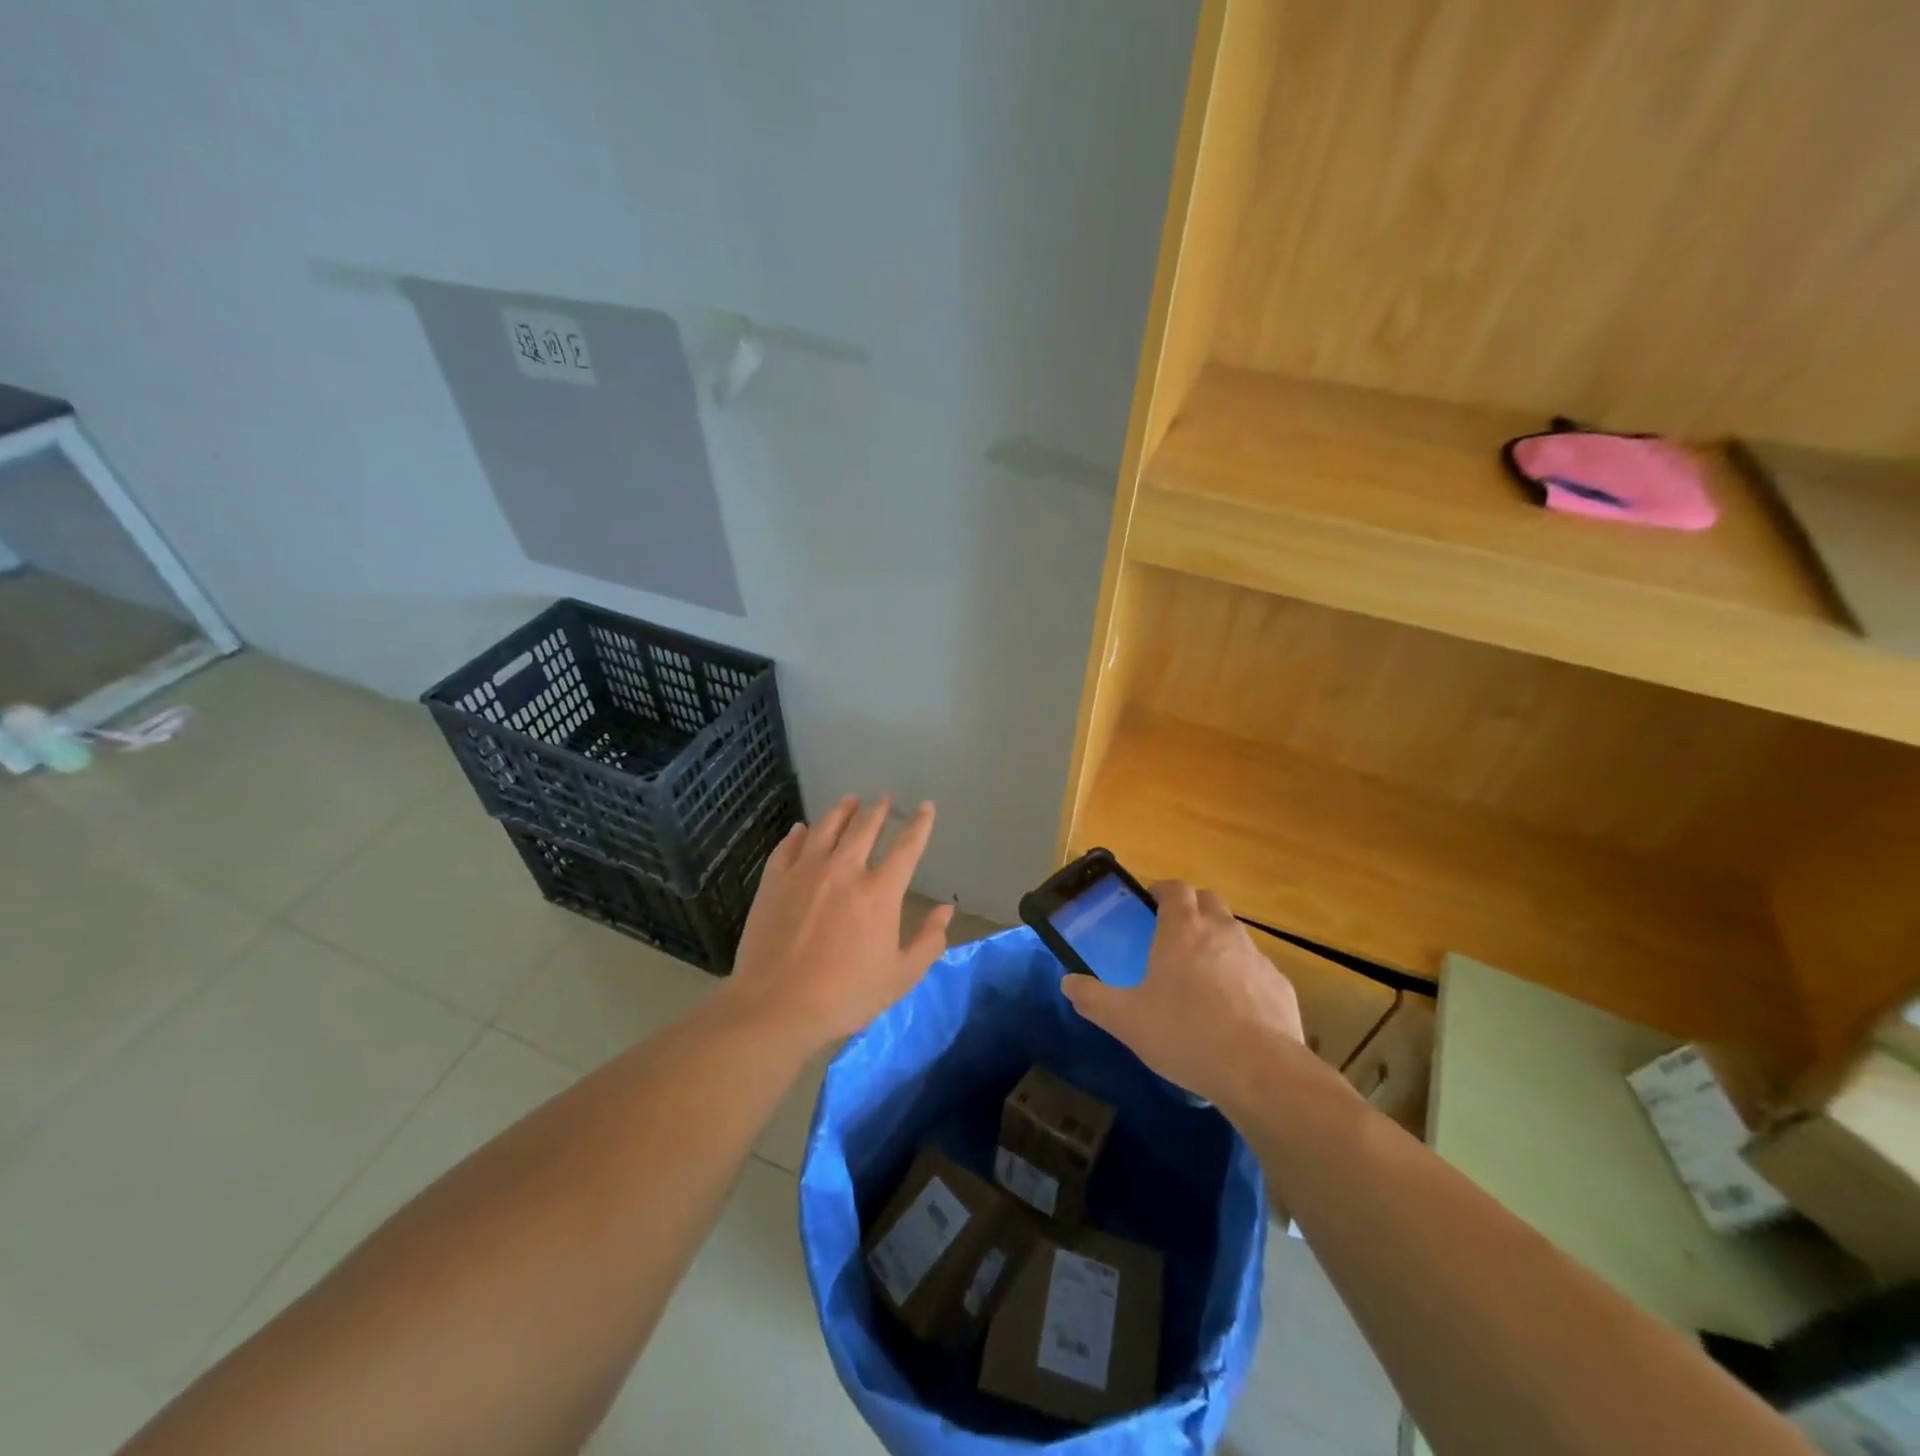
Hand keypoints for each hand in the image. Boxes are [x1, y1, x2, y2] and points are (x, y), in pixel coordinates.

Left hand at [726, 795, 951, 1048]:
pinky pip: (788, 846)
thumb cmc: (845, 996)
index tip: (925, 807)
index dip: (920, 824)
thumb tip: (946, 910)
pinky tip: (802, 829)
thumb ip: (928, 941)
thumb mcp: (900, 977)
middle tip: (883, 800)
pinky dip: (799, 834)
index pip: (907, 847)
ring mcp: (805, 872)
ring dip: (841, 811)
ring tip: (849, 801)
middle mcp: (844, 870)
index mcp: (879, 892)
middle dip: (878, 810)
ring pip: (826, 827)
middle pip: (864, 827)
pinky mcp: (774, 881)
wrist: (775, 1006)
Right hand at [1061, 880, 1305, 1106]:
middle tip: (1174, 933)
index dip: (1162, 890)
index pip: (1175, 888)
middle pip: (1208, 901)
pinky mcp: (1280, 985)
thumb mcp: (1126, 1020)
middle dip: (1192, 908)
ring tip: (1202, 974)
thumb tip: (1067, 983)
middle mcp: (1222, 931)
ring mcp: (1256, 956)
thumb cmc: (1185, 1034)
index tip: (1151, 902)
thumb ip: (1093, 998)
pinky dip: (1243, 976)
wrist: (1260, 1070)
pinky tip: (1234, 1009)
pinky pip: (1256, 968)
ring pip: (1235, 932)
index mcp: (1182, 929)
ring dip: (1218, 941)